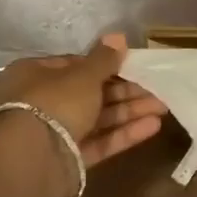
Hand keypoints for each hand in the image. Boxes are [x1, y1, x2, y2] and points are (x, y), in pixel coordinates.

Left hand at [0, 33, 166, 166]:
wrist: (34, 160)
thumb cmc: (55, 103)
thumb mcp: (83, 75)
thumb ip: (104, 59)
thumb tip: (118, 36)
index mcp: (35, 74)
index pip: (73, 65)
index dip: (104, 65)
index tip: (131, 65)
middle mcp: (42, 102)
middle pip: (89, 93)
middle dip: (125, 91)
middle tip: (156, 88)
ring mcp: (55, 133)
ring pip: (97, 118)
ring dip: (129, 112)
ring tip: (163, 106)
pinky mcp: (69, 159)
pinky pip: (98, 142)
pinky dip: (123, 134)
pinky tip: (152, 127)